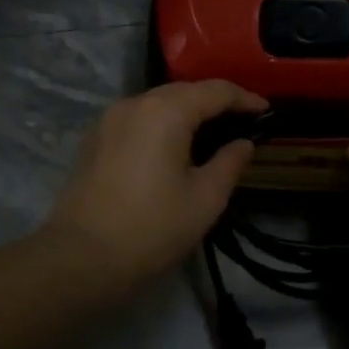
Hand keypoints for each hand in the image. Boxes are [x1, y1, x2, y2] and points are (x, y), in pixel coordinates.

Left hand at [46, 80, 266, 294]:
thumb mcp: (205, 198)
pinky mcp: (94, 139)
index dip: (244, 98)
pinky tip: (173, 144)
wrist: (82, 257)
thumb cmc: (152, 228)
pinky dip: (162, 122)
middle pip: (184, 91)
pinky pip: (137, 118)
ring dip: (186, 110)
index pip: (215, 91)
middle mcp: (135, 103)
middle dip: (215, 101)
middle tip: (242, 119)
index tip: (266, 110)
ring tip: (211, 131)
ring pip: (157, 102)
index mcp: (166, 111)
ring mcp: (109, 119)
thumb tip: (243, 143)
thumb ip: (230, 163)